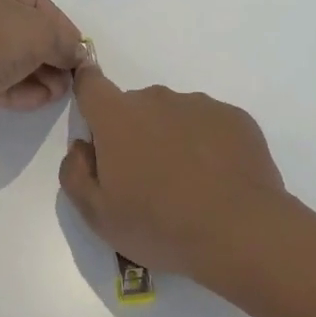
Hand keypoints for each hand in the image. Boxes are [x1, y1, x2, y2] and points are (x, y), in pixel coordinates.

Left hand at [0, 0, 86, 129]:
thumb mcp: (41, 32)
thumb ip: (65, 42)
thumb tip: (77, 55)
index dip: (61, 22)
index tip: (78, 47)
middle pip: (27, 32)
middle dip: (54, 55)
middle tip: (72, 75)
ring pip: (16, 60)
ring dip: (43, 76)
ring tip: (61, 92)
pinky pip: (2, 81)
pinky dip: (24, 90)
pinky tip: (44, 99)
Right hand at [59, 64, 288, 285]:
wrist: (240, 232)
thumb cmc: (159, 224)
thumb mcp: (98, 215)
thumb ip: (75, 174)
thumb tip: (82, 148)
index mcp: (117, 117)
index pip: (91, 85)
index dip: (88, 93)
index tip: (95, 116)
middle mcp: (157, 99)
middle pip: (135, 107)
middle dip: (134, 133)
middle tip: (147, 179)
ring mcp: (200, 105)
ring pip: (174, 115)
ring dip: (172, 138)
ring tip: (189, 185)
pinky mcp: (235, 118)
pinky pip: (210, 125)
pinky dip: (208, 145)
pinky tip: (218, 181)